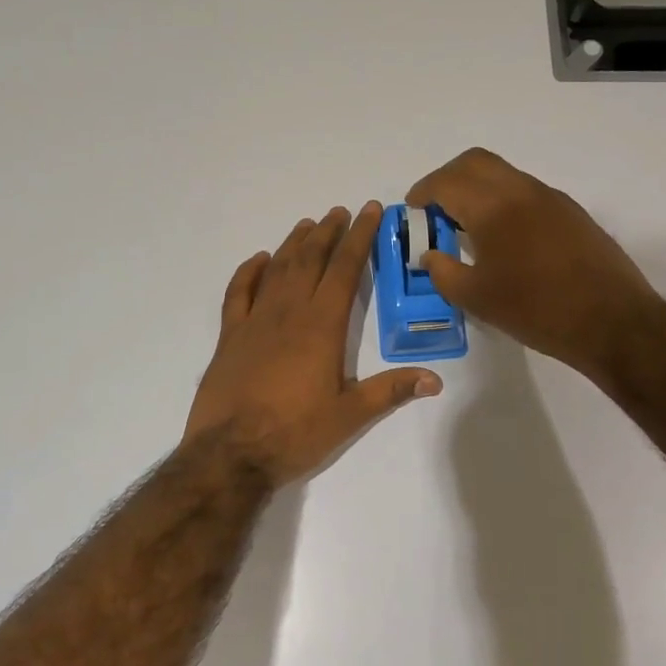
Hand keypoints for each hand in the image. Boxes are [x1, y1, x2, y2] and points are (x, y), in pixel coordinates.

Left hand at [184, 202, 441, 485]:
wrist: (229, 454)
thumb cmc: (294, 433)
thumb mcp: (349, 416)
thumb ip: (390, 391)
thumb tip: (435, 379)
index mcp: (321, 326)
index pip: (344, 270)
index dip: (359, 237)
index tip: (369, 211)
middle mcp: (288, 313)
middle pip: (310, 260)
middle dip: (328, 232)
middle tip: (340, 211)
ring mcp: (254, 321)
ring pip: (277, 270)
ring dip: (294, 244)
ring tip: (308, 224)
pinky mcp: (229, 336)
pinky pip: (238, 293)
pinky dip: (249, 271)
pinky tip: (259, 260)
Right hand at [407, 148, 657, 378]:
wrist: (612, 321)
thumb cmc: (536, 309)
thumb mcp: (477, 299)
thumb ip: (443, 272)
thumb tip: (430, 256)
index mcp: (493, 207)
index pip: (447, 182)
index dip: (423, 191)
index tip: (413, 209)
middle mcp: (521, 190)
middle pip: (475, 162)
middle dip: (448, 178)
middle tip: (436, 207)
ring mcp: (551, 198)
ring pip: (503, 174)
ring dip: (478, 187)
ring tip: (467, 224)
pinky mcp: (571, 212)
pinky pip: (526, 191)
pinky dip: (504, 199)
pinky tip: (505, 236)